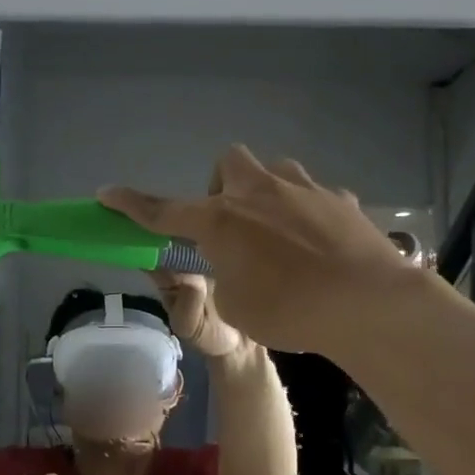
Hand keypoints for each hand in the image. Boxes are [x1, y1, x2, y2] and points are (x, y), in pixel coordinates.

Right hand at [101, 146, 413, 355]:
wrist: (368, 304)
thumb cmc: (288, 311)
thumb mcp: (234, 305)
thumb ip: (222, 275)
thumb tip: (233, 260)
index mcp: (220, 221)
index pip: (163, 210)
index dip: (131, 204)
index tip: (106, 193)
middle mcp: (258, 193)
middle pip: (227, 163)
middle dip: (222, 187)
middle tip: (231, 225)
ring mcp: (304, 190)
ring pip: (274, 170)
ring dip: (266, 193)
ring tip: (276, 232)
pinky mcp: (341, 200)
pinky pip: (314, 196)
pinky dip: (306, 215)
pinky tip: (319, 247)